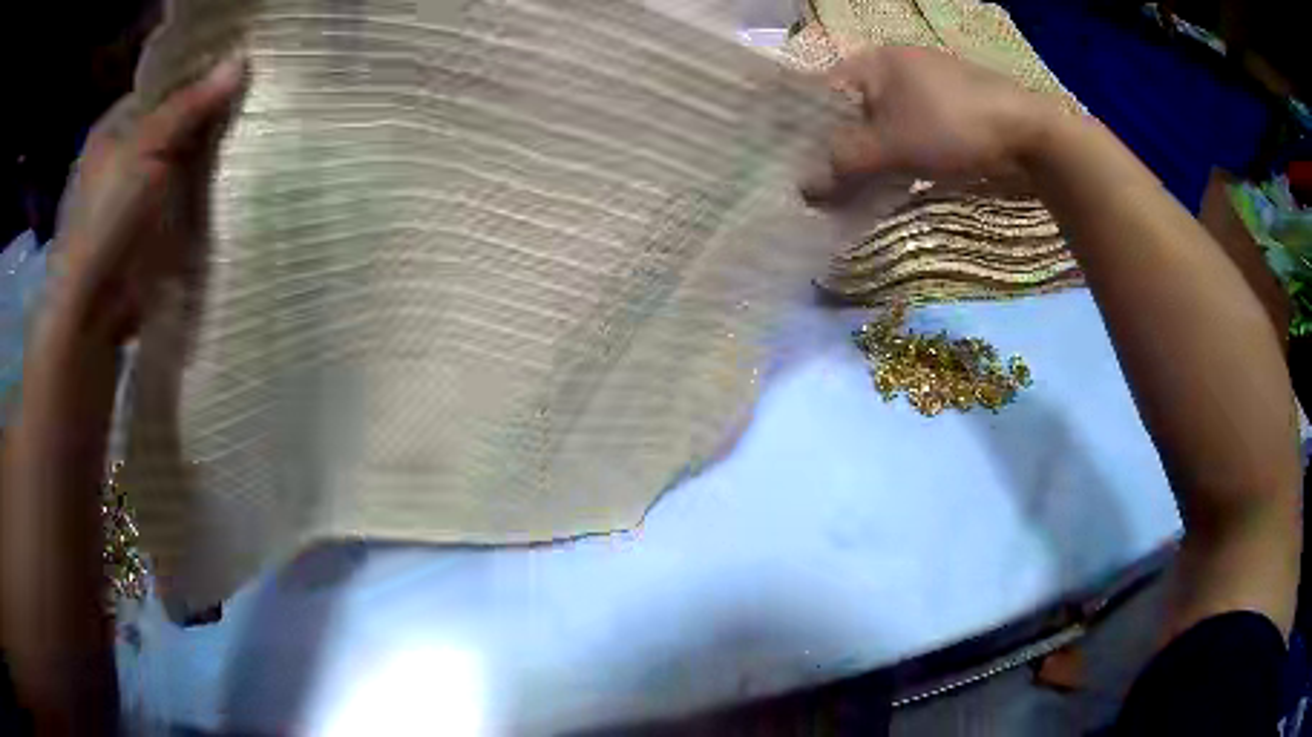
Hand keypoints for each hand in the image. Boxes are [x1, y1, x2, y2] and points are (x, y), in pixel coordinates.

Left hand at [51, 53, 245, 343]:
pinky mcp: (146, 231)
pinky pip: (179, 198)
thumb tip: (240, 60)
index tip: (236, 72)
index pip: (161, 87)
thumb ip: (187, 107)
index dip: (196, 77)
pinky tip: (226, 180)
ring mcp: (132, 196)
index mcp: (112, 128)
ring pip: (176, 161)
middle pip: (171, 123)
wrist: (91, 311)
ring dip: (205, 155)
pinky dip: (199, 190)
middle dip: (204, 117)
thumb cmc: (105, 218)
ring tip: (248, 136)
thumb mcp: (144, 149)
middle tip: (249, 103)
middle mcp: (120, 157)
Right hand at [805, 46, 1060, 199]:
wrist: (1029, 136)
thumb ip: (844, 164)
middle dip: (837, 149)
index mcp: (874, 61)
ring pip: (880, 126)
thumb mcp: (893, 145)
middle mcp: (895, 69)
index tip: (794, 164)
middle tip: (821, 186)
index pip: (822, 92)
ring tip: (851, 191)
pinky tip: (889, 182)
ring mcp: (923, 91)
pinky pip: (907, 134)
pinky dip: (895, 158)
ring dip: (867, 158)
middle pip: (851, 111)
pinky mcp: (946, 114)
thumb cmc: (954, 126)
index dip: (805, 128)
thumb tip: (802, 188)